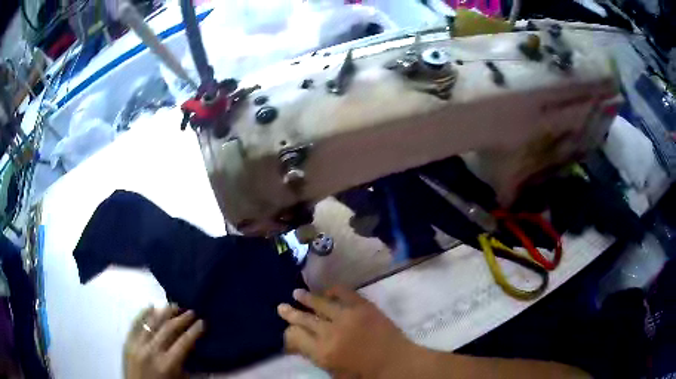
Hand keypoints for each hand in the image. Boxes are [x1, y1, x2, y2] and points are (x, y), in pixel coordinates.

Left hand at [124, 305, 204, 378]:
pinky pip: (135, 324)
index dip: (194, 331)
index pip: (183, 343)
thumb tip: (190, 346)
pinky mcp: (128, 342)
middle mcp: (152, 351)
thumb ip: (183, 363)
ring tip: (174, 305)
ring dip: (164, 312)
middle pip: (168, 329)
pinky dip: (143, 314)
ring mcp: (138, 345)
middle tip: (191, 311)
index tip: (202, 322)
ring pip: (152, 323)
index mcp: (167, 364)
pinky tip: (150, 306)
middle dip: (181, 319)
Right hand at [277, 287, 415, 377]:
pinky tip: (327, 290)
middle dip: (290, 313)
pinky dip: (334, 290)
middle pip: (304, 319)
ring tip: (296, 293)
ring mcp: (347, 317)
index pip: (294, 336)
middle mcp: (330, 332)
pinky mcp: (363, 307)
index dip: (288, 333)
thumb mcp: (335, 373)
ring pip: (320, 303)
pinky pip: (344, 293)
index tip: (288, 331)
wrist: (396, 363)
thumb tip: (305, 345)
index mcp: (322, 352)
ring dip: (306, 298)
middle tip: (281, 307)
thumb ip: (317, 358)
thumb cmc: (365, 375)